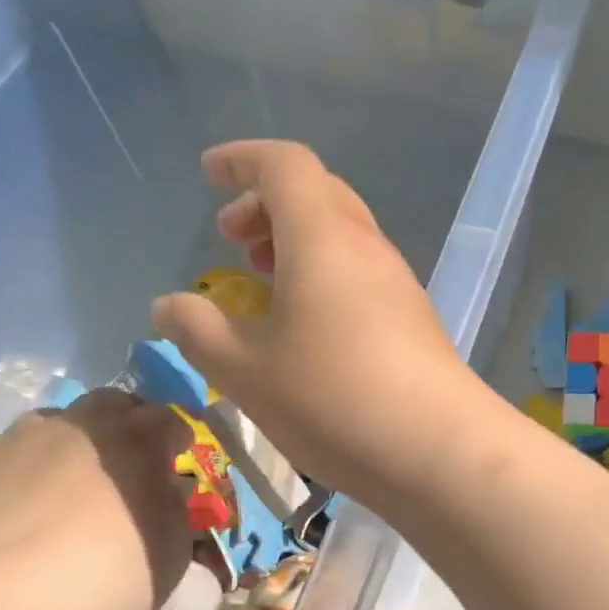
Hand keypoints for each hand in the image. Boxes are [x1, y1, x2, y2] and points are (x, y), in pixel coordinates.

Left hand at [0, 389, 192, 609]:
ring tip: (58, 494)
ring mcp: (7, 443)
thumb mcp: (170, 557)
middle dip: (123, 425)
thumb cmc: (100, 586)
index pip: (167, 418)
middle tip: (124, 465)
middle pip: (107, 405)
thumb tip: (163, 490)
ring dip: (63, 449)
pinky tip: (1, 526)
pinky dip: (9, 483)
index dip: (175, 436)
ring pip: (45, 428)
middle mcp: (72, 428)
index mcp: (132, 443)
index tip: (175, 458)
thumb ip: (173, 511)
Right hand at [151, 141, 488, 500]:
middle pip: (318, 195)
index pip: (284, 165)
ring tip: (263, 282)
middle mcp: (367, 247)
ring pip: (344, 237)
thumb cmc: (332, 399)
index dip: (243, 160)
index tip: (210, 174)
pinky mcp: (416, 321)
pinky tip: (308, 327)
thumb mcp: (246, 371)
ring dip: (298, 244)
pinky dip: (326, 278)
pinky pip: (363, 276)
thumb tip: (169, 306)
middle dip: (267, 205)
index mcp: (323, 236)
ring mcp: (400, 284)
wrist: (439, 449)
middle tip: (232, 241)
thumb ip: (198, 331)